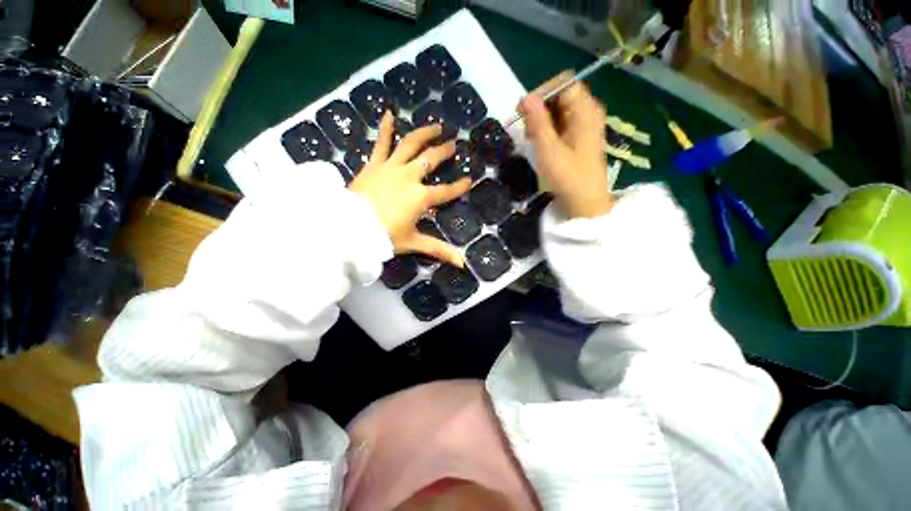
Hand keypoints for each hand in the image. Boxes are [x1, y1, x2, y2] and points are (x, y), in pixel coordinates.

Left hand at [350, 112, 471, 266]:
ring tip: (436, 126)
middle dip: (444, 151)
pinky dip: (386, 128)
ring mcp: (391, 167)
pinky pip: (381, 143)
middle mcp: (410, 177)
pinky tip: (389, 113)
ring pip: (411, 145)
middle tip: (454, 143)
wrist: (350, 227)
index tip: (469, 180)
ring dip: (425, 134)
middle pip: (431, 160)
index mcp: (421, 197)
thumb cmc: (384, 236)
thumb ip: (439, 250)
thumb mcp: (413, 243)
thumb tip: (462, 264)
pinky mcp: (374, 164)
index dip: (459, 187)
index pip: (446, 191)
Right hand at [518, 71, 613, 218]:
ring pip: (558, 109)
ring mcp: (584, 123)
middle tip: (525, 129)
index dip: (542, 92)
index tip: (523, 111)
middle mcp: (587, 111)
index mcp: (585, 110)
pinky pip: (560, 122)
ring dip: (540, 120)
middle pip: (560, 95)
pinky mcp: (578, 135)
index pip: (563, 83)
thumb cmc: (568, 177)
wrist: (584, 200)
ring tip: (531, 139)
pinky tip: (539, 143)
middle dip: (539, 108)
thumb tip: (525, 97)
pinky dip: (547, 129)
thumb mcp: (549, 150)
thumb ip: (538, 122)